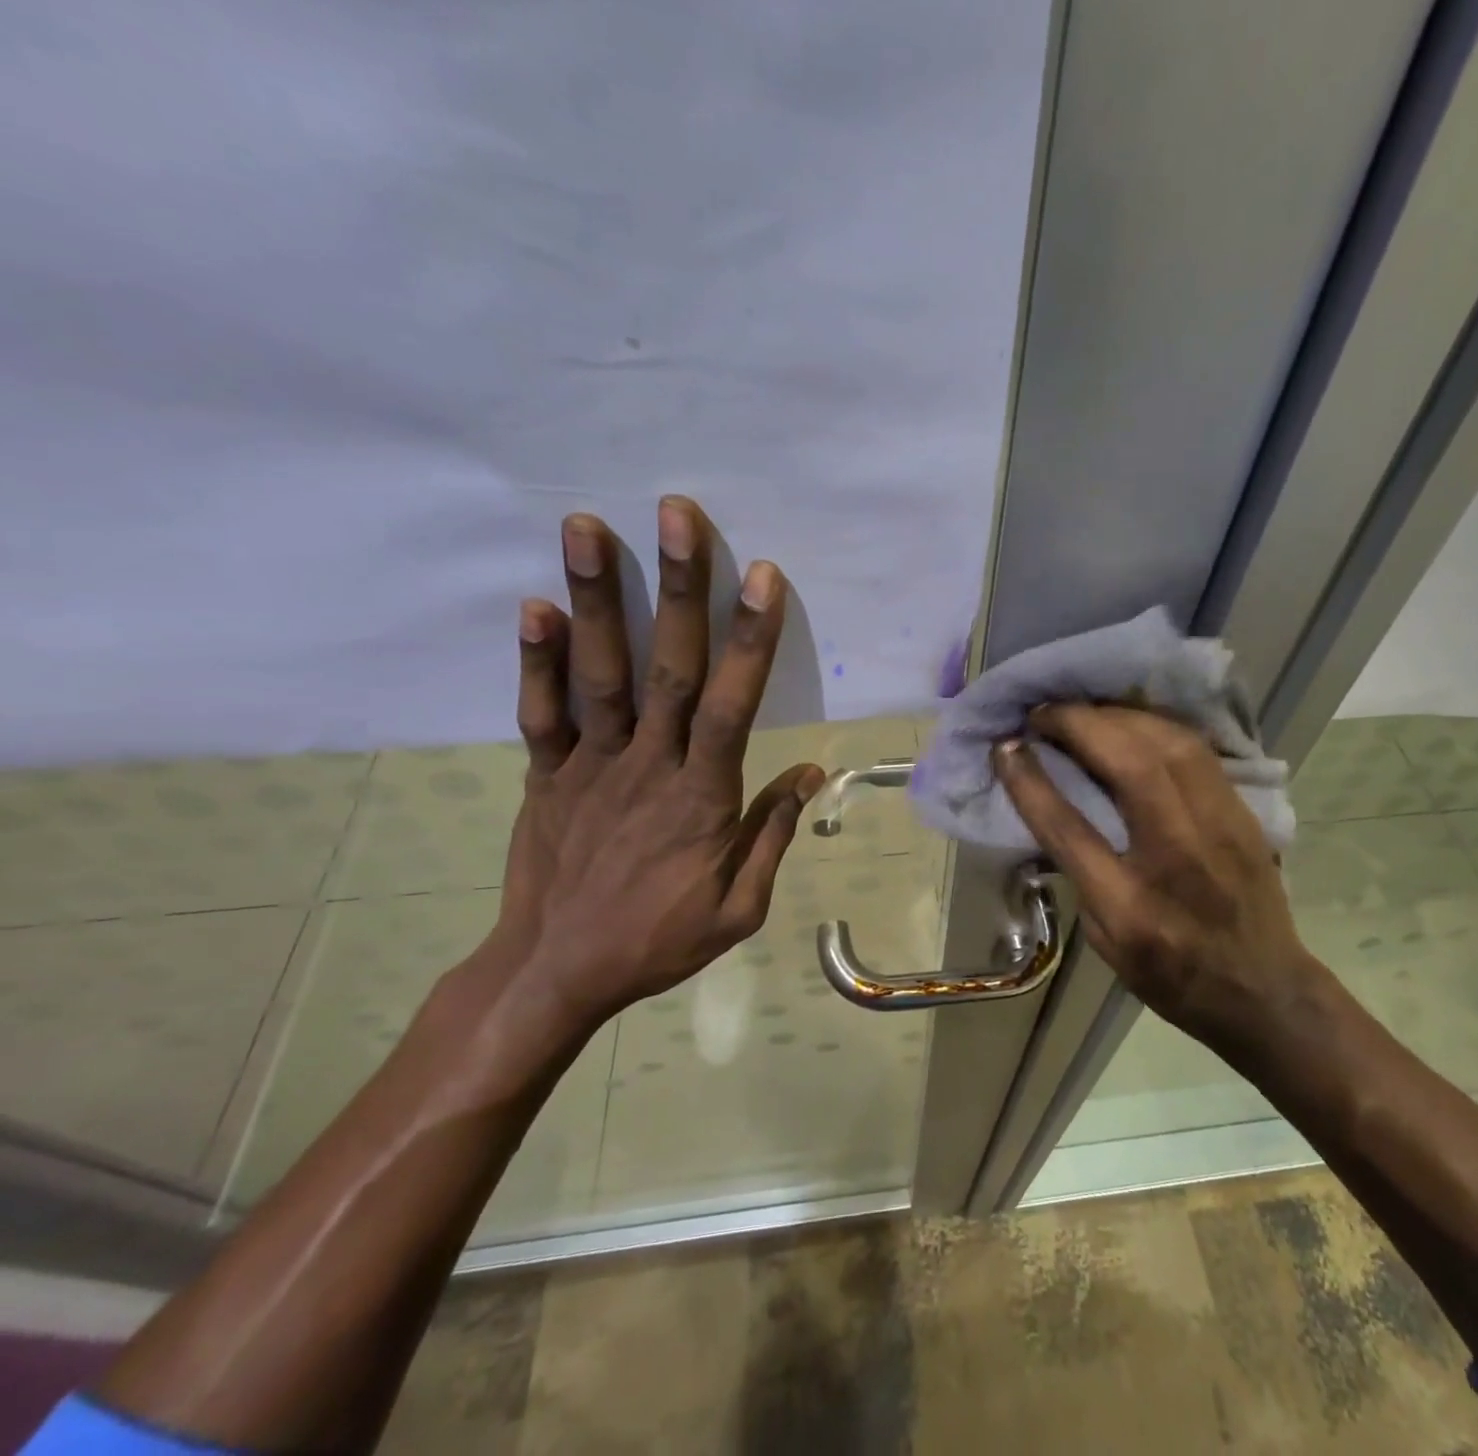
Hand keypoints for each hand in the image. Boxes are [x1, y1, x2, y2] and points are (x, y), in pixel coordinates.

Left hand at [483, 500, 822, 1030]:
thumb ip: (772, 834)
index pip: (733, 705)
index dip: (749, 639)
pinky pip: (541, 713)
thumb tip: (812, 772)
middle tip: (676, 514)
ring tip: (585, 527)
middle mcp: (648, 765)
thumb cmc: (657, 940)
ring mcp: (590, 765)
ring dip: (597, 598)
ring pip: (599, 674)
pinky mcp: (545, 775)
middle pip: (668, 667)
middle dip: (677, 588)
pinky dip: (536, 660)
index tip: (761, 576)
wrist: (555, 973)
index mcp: (703, 797)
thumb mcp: (738, 908)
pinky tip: (535, 605)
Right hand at [992, 704, 1324, 1051]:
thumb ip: (1080, 872)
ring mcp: (1220, 828)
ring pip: (1169, 743)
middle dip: (1078, 724)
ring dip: (1117, 715)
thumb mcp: (1106, 939)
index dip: (1030, 780)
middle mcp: (1178, 856)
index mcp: (1130, 905)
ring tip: (1081, 710)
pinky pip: (1196, 749)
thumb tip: (1054, 804)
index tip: (1006, 746)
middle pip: (1129, 764)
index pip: (1069, 827)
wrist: (1263, 991)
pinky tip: (1129, 720)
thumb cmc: (1170, 974)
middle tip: (1043, 713)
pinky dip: (1154, 725)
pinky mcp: (1243, 812)